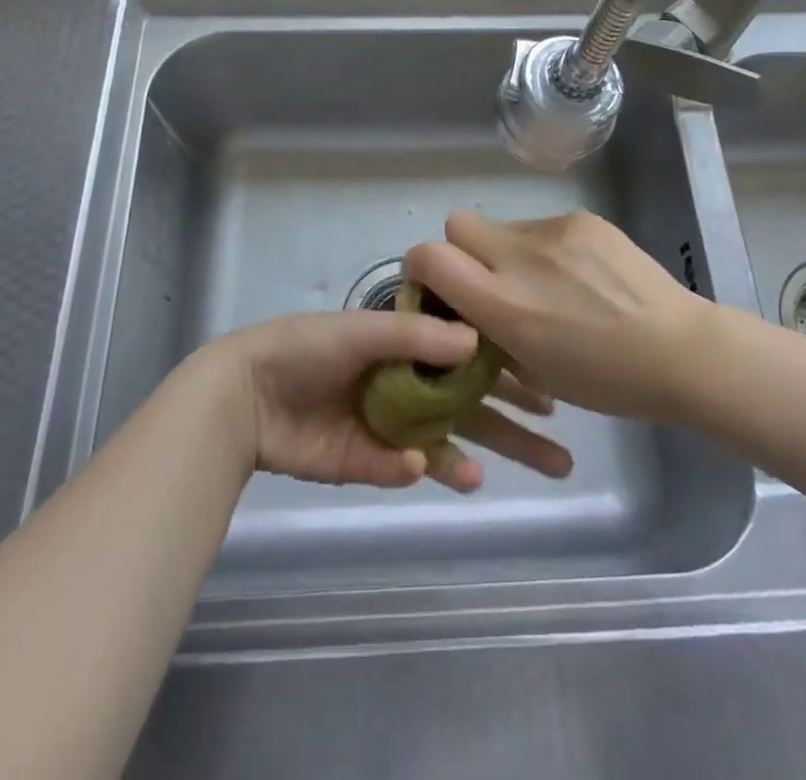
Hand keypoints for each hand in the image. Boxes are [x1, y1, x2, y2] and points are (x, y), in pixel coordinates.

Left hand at [205, 312, 570, 493]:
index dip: (510, 373)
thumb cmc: (307, 347)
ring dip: (474, 458)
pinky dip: (421, 469)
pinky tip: (431, 468)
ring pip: (446, 443)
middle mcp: (408, 382)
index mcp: (408, 344)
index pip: (472, 358)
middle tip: (560, 456)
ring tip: (496, 477)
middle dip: (513, 429)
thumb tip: (478, 344)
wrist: (246, 393)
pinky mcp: (367, 460)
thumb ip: (419, 338)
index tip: (550, 388)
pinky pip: (403, 466)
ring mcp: (389, 423)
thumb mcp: (365, 329)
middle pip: (470, 406)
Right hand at [405, 210, 711, 424]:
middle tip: (492, 281)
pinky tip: (582, 276)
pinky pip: (543, 227)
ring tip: (551, 285)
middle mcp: (520, 258)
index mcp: (505, 305)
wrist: (681, 349)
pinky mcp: (582, 218)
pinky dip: (547, 249)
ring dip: (510, 252)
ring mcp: (554, 231)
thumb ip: (491, 330)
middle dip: (462, 250)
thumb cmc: (606, 380)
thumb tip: (471, 307)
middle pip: (458, 224)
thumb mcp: (533, 369)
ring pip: (505, 227)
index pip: (429, 256)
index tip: (439, 286)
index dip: (422, 267)